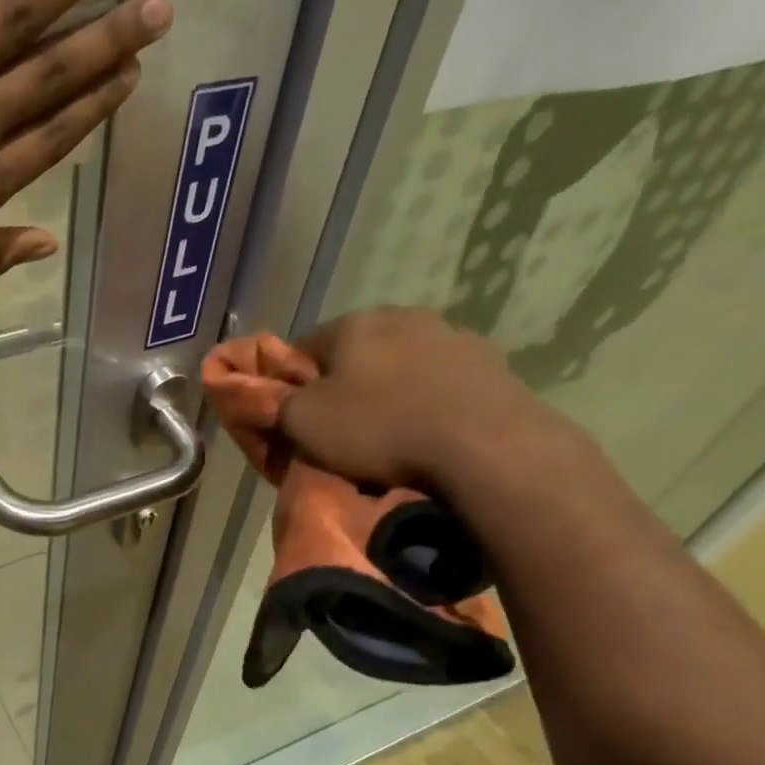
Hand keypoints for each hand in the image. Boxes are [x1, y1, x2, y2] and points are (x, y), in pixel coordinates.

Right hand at [277, 309, 559, 492]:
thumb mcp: (303, 422)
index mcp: (354, 323)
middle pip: (356, 356)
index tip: (294, 419)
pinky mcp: (492, 366)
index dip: (293, 385)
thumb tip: (271, 396)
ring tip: (389, 440)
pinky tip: (428, 438)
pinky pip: (441, 387)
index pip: (303, 348)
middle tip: (339, 432)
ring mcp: (454, 337)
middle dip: (345, 387)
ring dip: (390, 395)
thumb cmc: (378, 429)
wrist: (484, 447)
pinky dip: (429, 406)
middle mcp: (403, 317)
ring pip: (401, 368)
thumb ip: (277, 403)